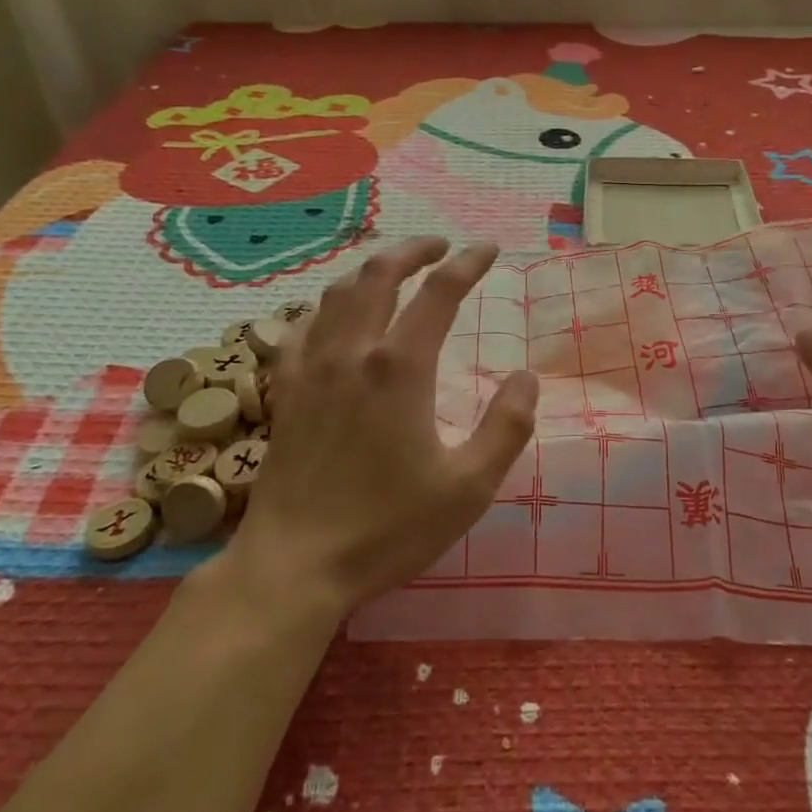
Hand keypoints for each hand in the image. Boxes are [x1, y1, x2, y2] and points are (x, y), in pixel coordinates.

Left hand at [227, 237, 538, 611]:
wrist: (295, 565)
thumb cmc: (387, 528)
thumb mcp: (468, 487)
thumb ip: (507, 426)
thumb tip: (526, 378)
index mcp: (401, 367)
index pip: (440, 292)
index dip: (468, 263)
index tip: (488, 249)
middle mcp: (353, 352)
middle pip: (380, 274)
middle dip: (414, 249)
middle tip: (441, 245)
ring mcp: (312, 368)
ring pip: (338, 293)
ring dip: (371, 270)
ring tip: (394, 270)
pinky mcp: (286, 391)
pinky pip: (300, 328)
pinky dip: (324, 308)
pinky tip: (333, 317)